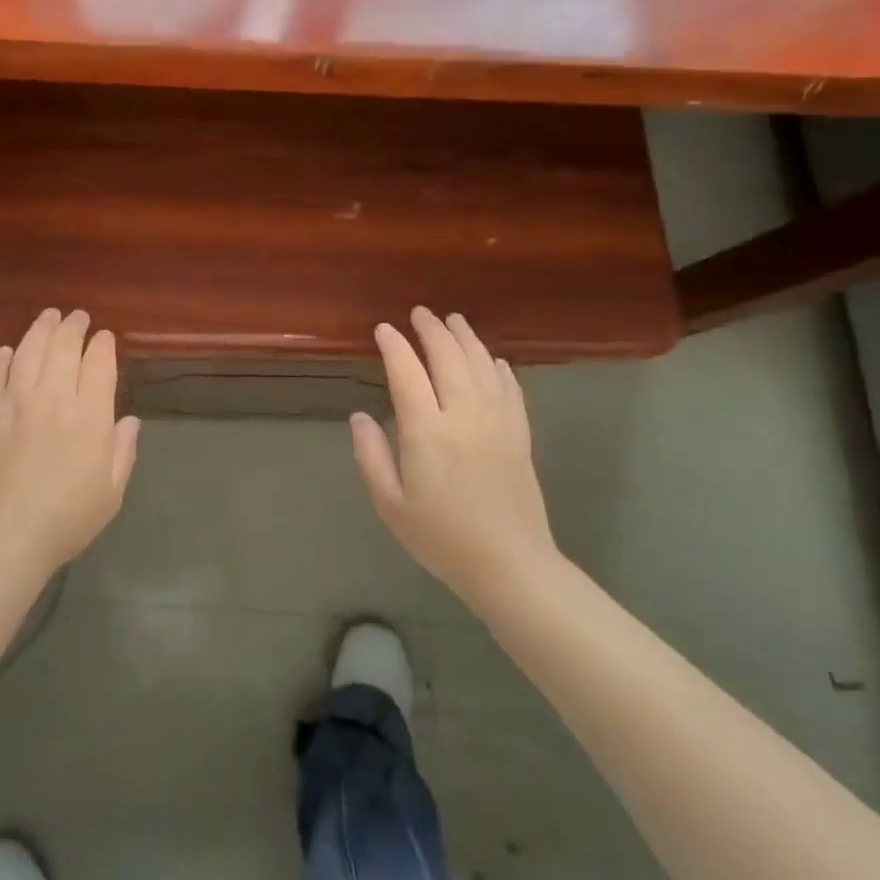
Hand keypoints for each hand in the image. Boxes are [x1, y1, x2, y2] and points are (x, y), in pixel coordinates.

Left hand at [0, 309, 141, 572]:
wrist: (5, 535)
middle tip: (77, 317)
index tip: (104, 337)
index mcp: (88, 417)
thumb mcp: (111, 492)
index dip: (102, 345)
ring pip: (28, 352)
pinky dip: (1, 359)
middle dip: (73, 326)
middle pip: (63, 348)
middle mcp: (52, 399)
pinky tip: (8, 351)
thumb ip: (122, 451)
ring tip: (48, 316)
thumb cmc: (66, 519)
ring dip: (40, 329)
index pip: (98, 364)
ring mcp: (14, 403)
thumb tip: (129, 421)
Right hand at [351, 307, 559, 610]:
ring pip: (482, 366)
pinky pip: (510, 391)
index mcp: (427, 432)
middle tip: (419, 313)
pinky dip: (499, 369)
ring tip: (454, 320)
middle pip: (448, 359)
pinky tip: (493, 359)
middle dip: (432, 331)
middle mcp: (464, 417)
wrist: (511, 566)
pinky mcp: (520, 437)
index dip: (394, 346)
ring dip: (466, 339)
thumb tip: (359, 416)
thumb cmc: (442, 538)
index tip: (383, 328)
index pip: (407, 373)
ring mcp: (497, 424)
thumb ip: (371, 456)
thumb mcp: (390, 504)